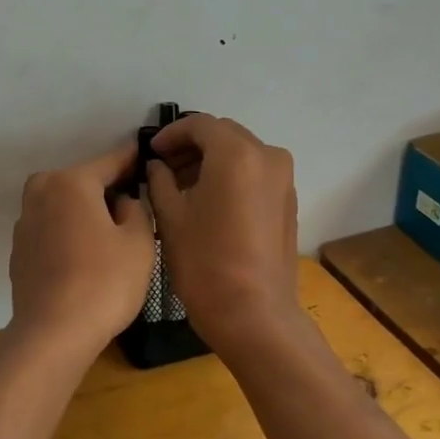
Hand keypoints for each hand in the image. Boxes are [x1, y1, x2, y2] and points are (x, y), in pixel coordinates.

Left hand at [9, 142, 155, 352]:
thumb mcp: (139, 242)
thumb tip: (122, 202)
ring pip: (63, 206)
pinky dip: (67, 234)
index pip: (110, 162)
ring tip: (110, 236)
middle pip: (81, 182)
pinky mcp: (19, 250)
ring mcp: (24, 222)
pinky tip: (85, 257)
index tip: (145, 156)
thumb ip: (136, 209)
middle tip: (133, 208)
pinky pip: (51, 229)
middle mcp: (41, 192)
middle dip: (105, 191)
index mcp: (71, 182)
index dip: (132, 161)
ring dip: (84, 213)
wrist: (53, 333)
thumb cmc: (104, 282)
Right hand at [145, 114, 300, 348]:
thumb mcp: (170, 217)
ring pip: (242, 153)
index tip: (151, 152)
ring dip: (212, 160)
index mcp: (236, 154)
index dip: (171, 134)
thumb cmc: (204, 262)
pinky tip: (208, 200)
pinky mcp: (288, 202)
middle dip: (192, 145)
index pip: (199, 125)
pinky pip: (255, 173)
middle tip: (164, 166)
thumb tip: (158, 166)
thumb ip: (160, 180)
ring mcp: (284, 179)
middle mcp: (267, 156)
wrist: (252, 313)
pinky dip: (231, 176)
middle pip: (224, 135)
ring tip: (182, 185)